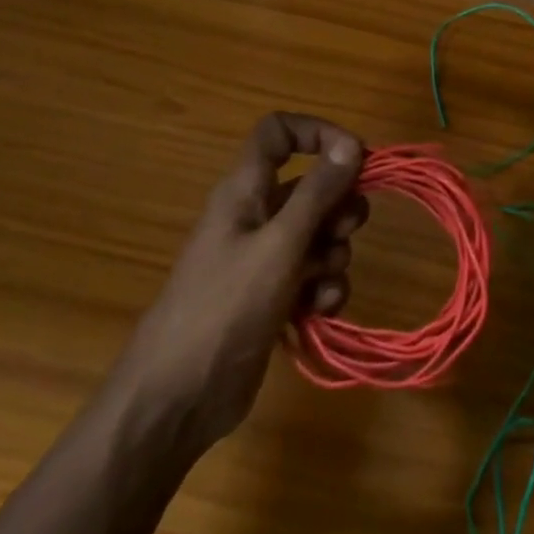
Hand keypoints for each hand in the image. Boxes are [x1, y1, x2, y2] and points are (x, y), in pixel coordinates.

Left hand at [113, 113, 366, 448]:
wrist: (177, 400)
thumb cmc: (224, 309)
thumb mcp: (279, 245)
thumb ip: (317, 193)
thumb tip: (351, 143)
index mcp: (246, 190)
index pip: (279, 132)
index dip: (318, 134)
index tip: (356, 158)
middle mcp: (256, 216)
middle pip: (312, 187)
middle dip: (339, 208)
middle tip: (343, 232)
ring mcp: (264, 258)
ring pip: (320, 235)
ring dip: (333, 256)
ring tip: (320, 286)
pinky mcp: (273, 296)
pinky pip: (314, 275)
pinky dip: (324, 289)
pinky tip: (319, 312)